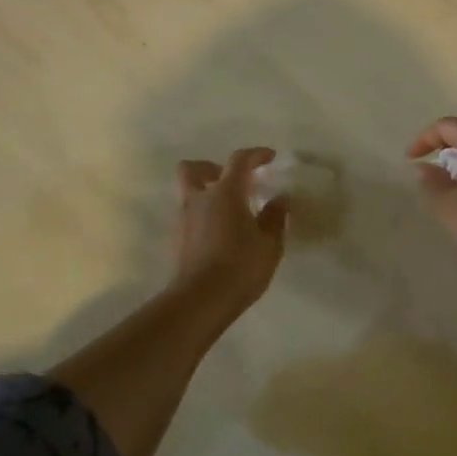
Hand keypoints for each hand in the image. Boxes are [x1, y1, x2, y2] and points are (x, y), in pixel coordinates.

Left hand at [168, 147, 287, 312]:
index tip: (270, 157)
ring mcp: (183, 218)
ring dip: (206, 193)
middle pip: (194, 168)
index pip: (239, 160)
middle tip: (233, 181)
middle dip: (212, 167)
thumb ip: (275, 217)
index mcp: (225, 192)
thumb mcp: (269, 243)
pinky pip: (189, 215)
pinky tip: (220, 234)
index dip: (256, 154)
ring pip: (189, 192)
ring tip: (230, 212)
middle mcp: (199, 198)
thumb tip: (279, 199)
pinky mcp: (176, 239)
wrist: (200, 301)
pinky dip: (203, 215)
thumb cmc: (240, 267)